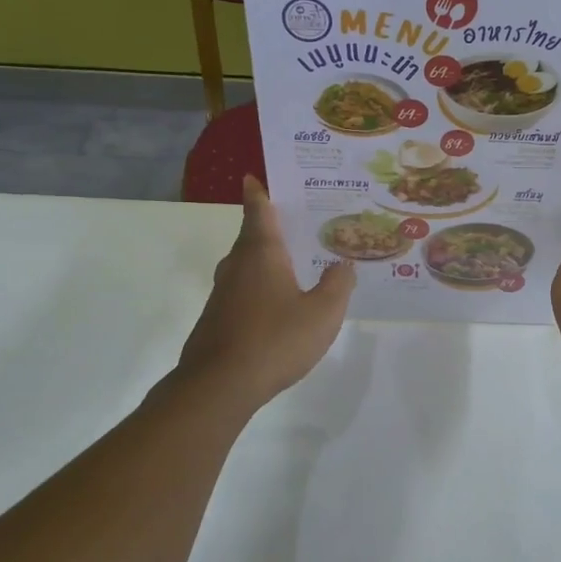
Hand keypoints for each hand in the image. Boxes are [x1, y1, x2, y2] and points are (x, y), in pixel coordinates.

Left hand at [178, 176, 355, 412]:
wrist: (219, 385)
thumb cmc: (275, 340)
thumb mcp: (322, 313)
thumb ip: (338, 285)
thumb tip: (343, 264)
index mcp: (261, 253)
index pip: (258, 210)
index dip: (258, 192)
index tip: (253, 176)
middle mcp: (237, 265)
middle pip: (253, 237)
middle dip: (272, 228)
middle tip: (301, 223)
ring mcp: (223, 293)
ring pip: (247, 266)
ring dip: (268, 260)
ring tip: (296, 264)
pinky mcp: (217, 318)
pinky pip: (244, 291)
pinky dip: (261, 288)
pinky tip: (279, 306)